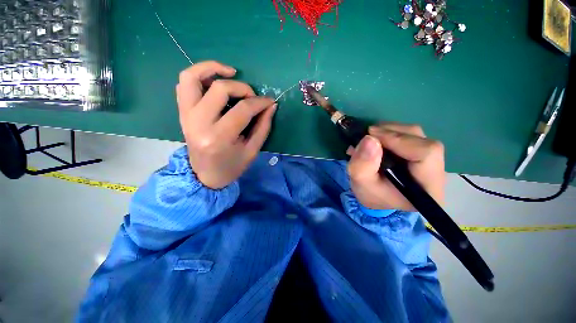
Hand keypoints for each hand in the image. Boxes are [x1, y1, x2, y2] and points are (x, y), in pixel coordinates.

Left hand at [176, 61, 276, 188]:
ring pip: (192, 77)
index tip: (269, 102)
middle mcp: (199, 123)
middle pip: (220, 89)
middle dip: (243, 88)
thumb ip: (263, 127)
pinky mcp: (182, 113)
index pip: (243, 109)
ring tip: (231, 72)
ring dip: (213, 68)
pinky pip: (184, 84)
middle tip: (252, 96)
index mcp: (219, 138)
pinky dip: (199, 74)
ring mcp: (186, 116)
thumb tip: (271, 105)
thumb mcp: (252, 151)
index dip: (260, 102)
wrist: (205, 175)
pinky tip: (215, 80)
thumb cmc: (232, 166)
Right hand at [346, 123, 445, 210]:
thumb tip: (369, 139)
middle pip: (421, 139)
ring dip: (388, 131)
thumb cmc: (372, 195)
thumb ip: (362, 166)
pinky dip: (389, 133)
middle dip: (390, 133)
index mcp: (428, 187)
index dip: (398, 140)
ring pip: (415, 134)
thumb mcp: (361, 184)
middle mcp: (437, 171)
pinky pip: (409, 135)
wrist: (377, 198)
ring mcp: (431, 160)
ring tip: (369, 138)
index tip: (371, 137)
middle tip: (367, 135)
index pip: (426, 152)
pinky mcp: (421, 152)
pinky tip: (376, 140)